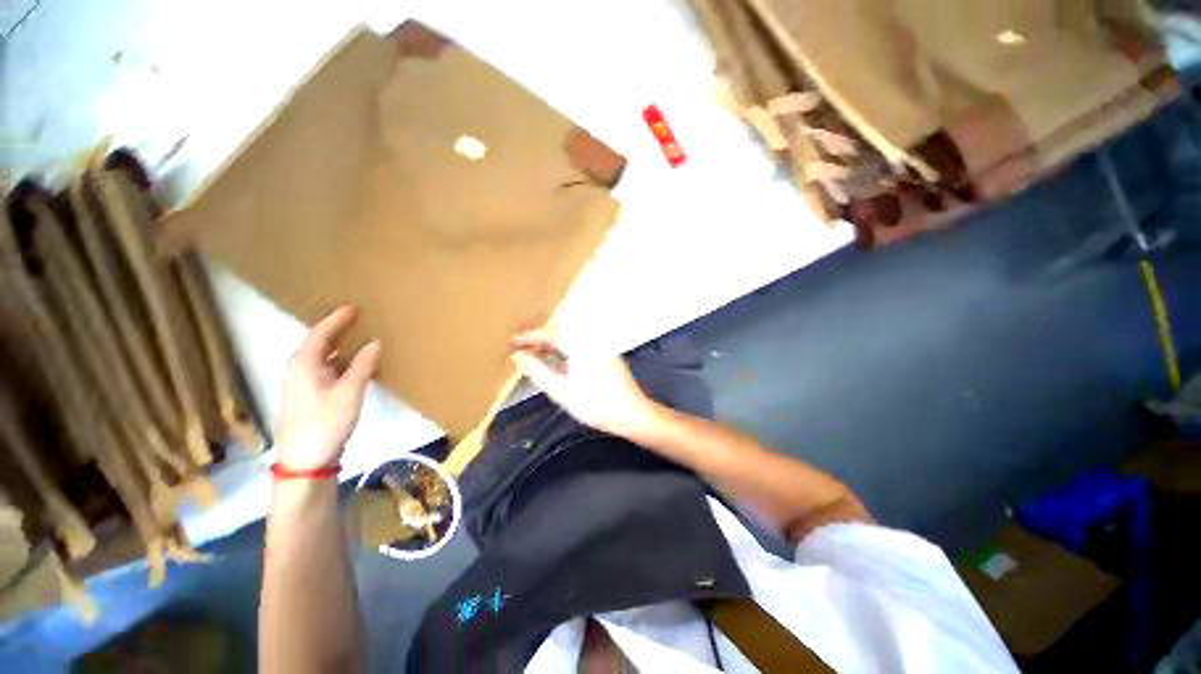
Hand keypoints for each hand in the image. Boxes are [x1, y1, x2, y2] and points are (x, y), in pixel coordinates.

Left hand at [277, 306, 381, 470]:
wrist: (305, 460)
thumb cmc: (325, 422)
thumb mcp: (349, 392)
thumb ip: (363, 365)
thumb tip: (375, 342)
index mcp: (304, 364)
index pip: (320, 333)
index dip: (337, 319)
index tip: (354, 307)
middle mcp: (299, 369)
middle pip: (318, 343)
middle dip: (337, 330)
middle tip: (359, 319)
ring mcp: (303, 383)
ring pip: (323, 357)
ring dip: (341, 347)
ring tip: (361, 337)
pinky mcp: (309, 395)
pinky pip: (327, 369)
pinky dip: (342, 362)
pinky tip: (357, 365)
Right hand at [509, 329, 657, 437]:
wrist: (631, 413)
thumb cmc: (594, 404)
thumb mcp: (560, 390)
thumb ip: (537, 371)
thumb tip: (517, 356)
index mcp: (580, 345)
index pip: (550, 333)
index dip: (529, 336)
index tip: (512, 341)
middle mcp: (591, 339)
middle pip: (560, 331)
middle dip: (539, 337)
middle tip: (520, 346)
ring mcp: (600, 345)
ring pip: (570, 337)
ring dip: (552, 343)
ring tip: (534, 353)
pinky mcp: (605, 353)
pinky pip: (579, 344)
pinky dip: (564, 348)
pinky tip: (557, 361)